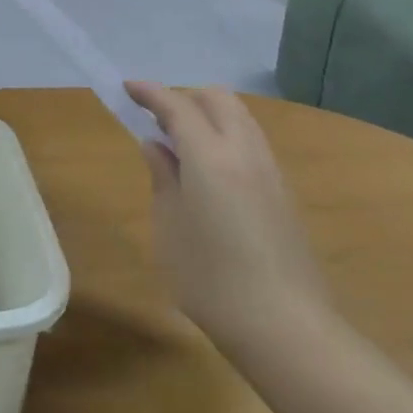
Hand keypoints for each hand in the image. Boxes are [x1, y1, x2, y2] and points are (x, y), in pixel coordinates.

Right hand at [125, 83, 331, 348]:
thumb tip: (157, 146)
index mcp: (210, 155)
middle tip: (156, 116)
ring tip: (180, 140)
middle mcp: (244, 151)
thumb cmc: (210, 278)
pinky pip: (251, 142)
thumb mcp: (169, 226)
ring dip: (209, 114)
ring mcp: (270, 171)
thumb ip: (163, 177)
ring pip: (240, 118)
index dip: (150, 92)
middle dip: (185, 96)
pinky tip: (209, 167)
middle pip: (218, 100)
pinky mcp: (284, 193)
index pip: (177, 106)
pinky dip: (226, 135)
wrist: (285, 326)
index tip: (127, 86)